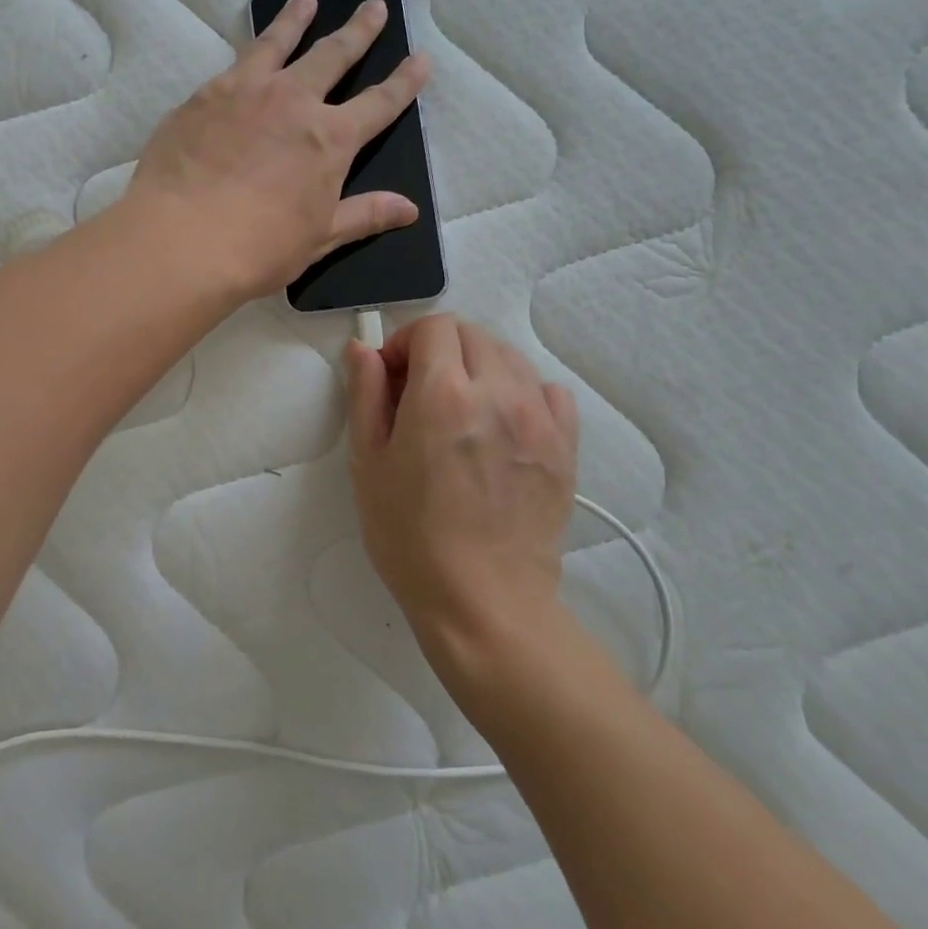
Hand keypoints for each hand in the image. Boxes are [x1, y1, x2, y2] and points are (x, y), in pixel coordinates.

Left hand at [125, 0, 429, 299]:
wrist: (182, 239)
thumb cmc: (259, 248)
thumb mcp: (320, 238)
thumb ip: (364, 215)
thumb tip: (410, 209)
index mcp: (331, 139)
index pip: (379, 103)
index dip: (404, 81)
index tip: (420, 58)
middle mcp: (294, 102)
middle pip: (333, 56)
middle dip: (358, 31)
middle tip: (373, 5)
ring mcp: (246, 92)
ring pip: (279, 43)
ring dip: (296, 19)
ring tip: (305, 0)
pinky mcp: (204, 96)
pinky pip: (234, 61)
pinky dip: (250, 46)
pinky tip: (247, 45)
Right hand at [344, 315, 578, 665]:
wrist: (483, 602)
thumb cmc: (410, 537)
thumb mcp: (368, 463)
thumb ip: (365, 394)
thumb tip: (362, 349)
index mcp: (444, 394)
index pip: (433, 326)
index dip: (404, 342)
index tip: (391, 377)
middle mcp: (498, 393)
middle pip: (471, 333)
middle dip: (438, 349)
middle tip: (419, 393)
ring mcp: (539, 418)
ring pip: (509, 356)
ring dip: (478, 366)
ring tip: (460, 410)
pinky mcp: (565, 445)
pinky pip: (547, 391)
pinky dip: (521, 391)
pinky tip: (501, 424)